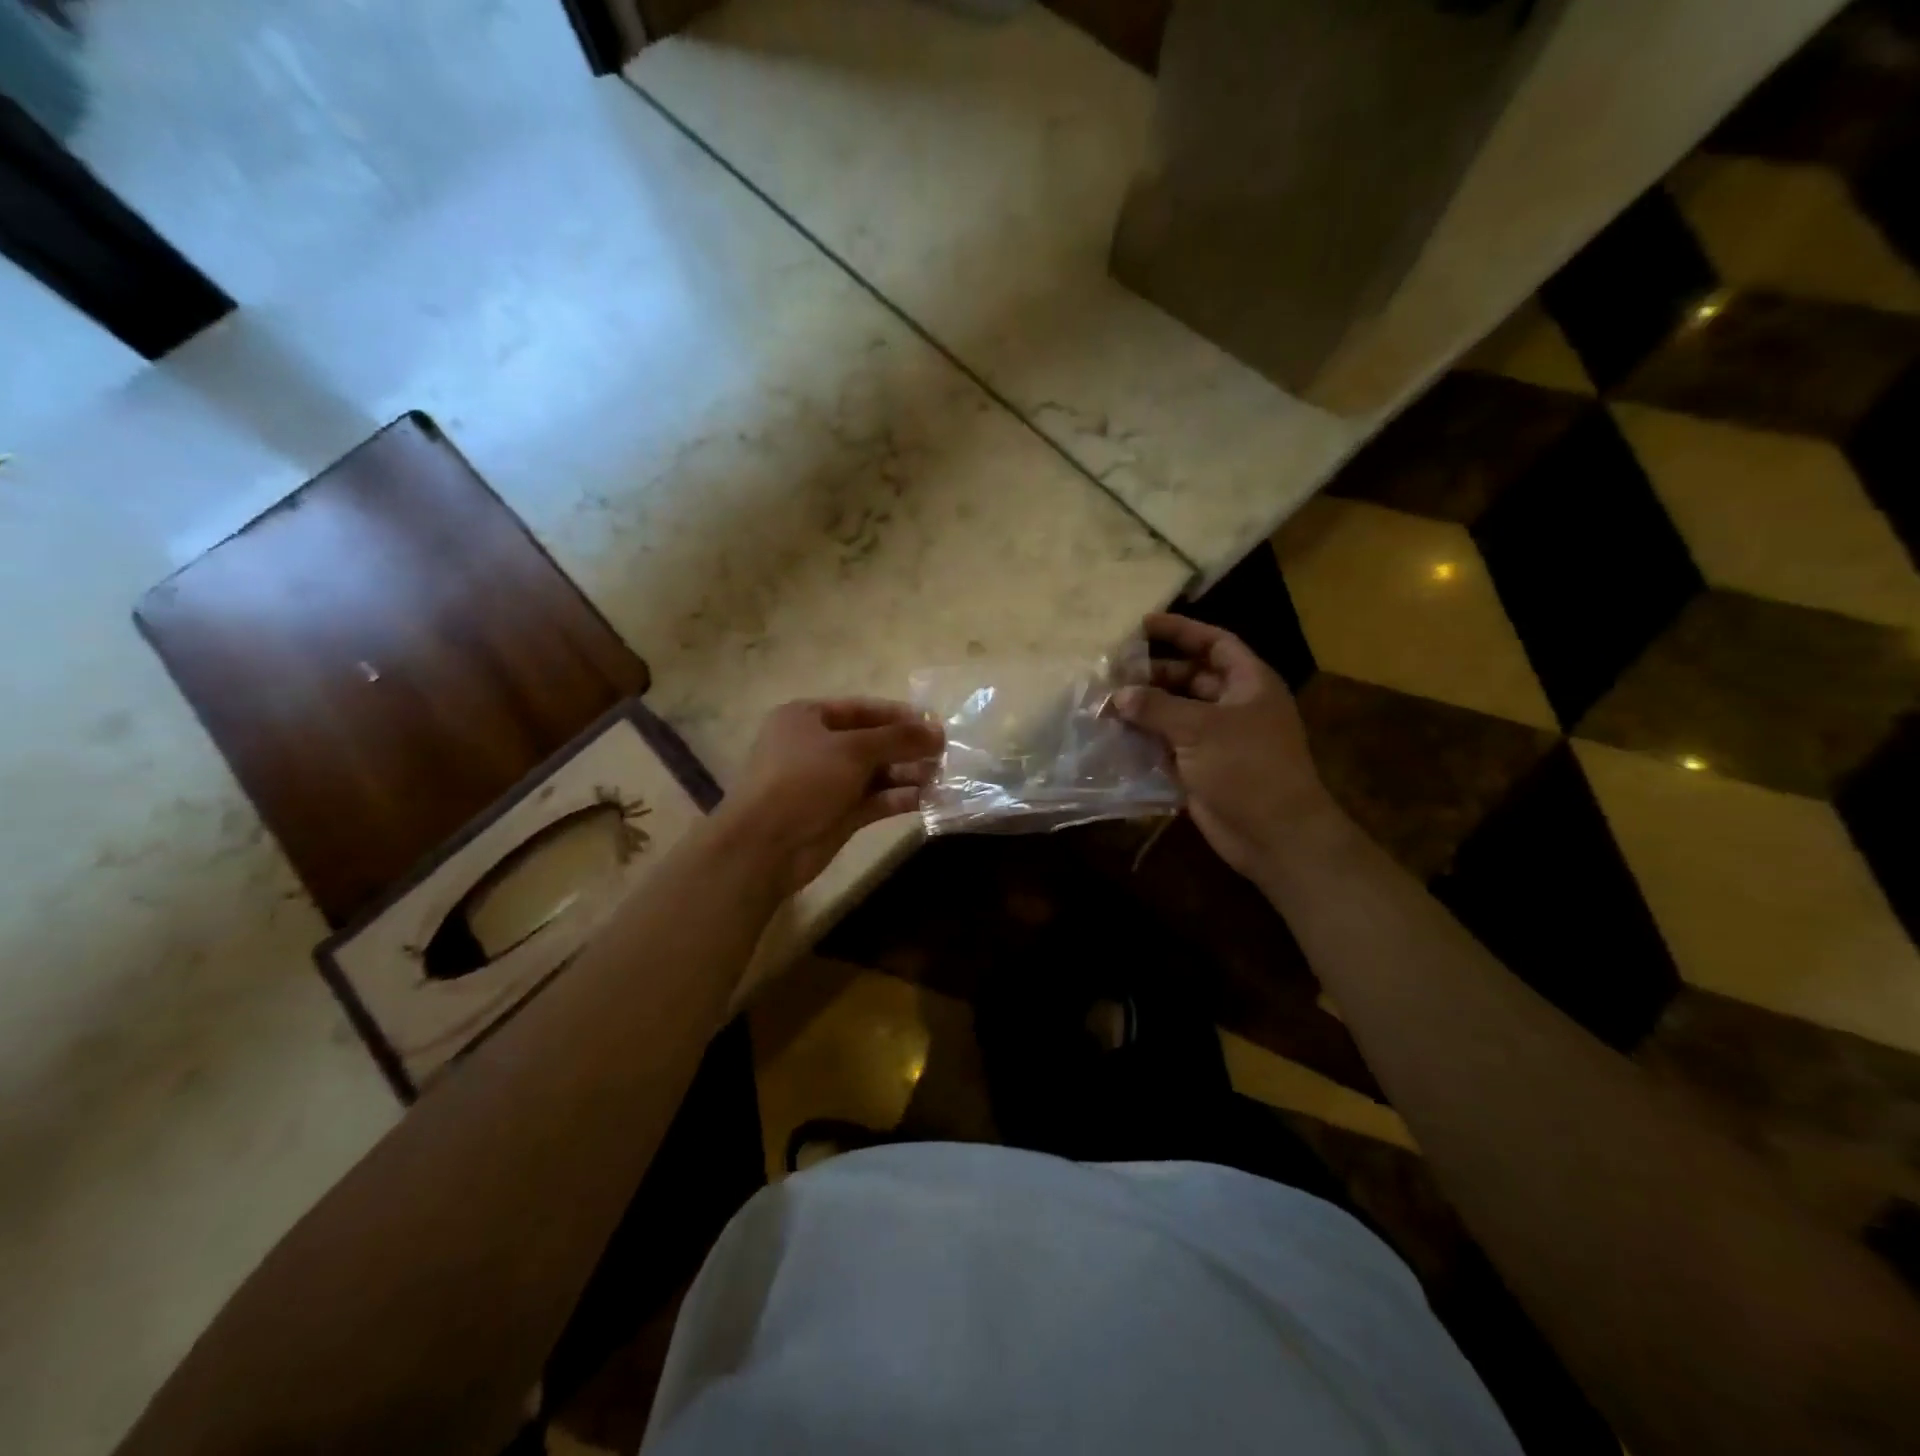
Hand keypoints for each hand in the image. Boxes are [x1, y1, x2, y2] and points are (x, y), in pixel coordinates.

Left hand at [715, 698, 944, 895]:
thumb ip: (898, 738)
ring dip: (908, 773)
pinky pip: (875, 800)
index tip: (935, 723)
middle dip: (908, 746)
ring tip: (944, 775)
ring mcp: (827, 783)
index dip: (899, 715)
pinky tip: (930, 798)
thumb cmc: (803, 780)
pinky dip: (900, 798)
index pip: (862, 709)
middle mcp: (817, 746)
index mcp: (807, 718)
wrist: (765, 845)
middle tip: (946, 752)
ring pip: (876, 773)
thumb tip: (939, 731)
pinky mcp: (838, 814)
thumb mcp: (852, 750)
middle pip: (872, 741)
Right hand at [1114, 613, 1344, 881]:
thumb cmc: (1247, 767)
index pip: (1214, 643)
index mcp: (1249, 683)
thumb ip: (1156, 707)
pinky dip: (1145, 740)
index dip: (1182, 630)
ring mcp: (1217, 740)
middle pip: (1190, 678)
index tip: (1143, 624)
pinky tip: (1114, 736)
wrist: (1274, 834)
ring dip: (1145, 709)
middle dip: (1154, 674)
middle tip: (1114, 673)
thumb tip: (1118, 695)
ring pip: (1175, 713)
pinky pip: (1168, 746)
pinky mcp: (1201, 769)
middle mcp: (1234, 706)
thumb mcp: (1200, 728)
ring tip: (1106, 703)